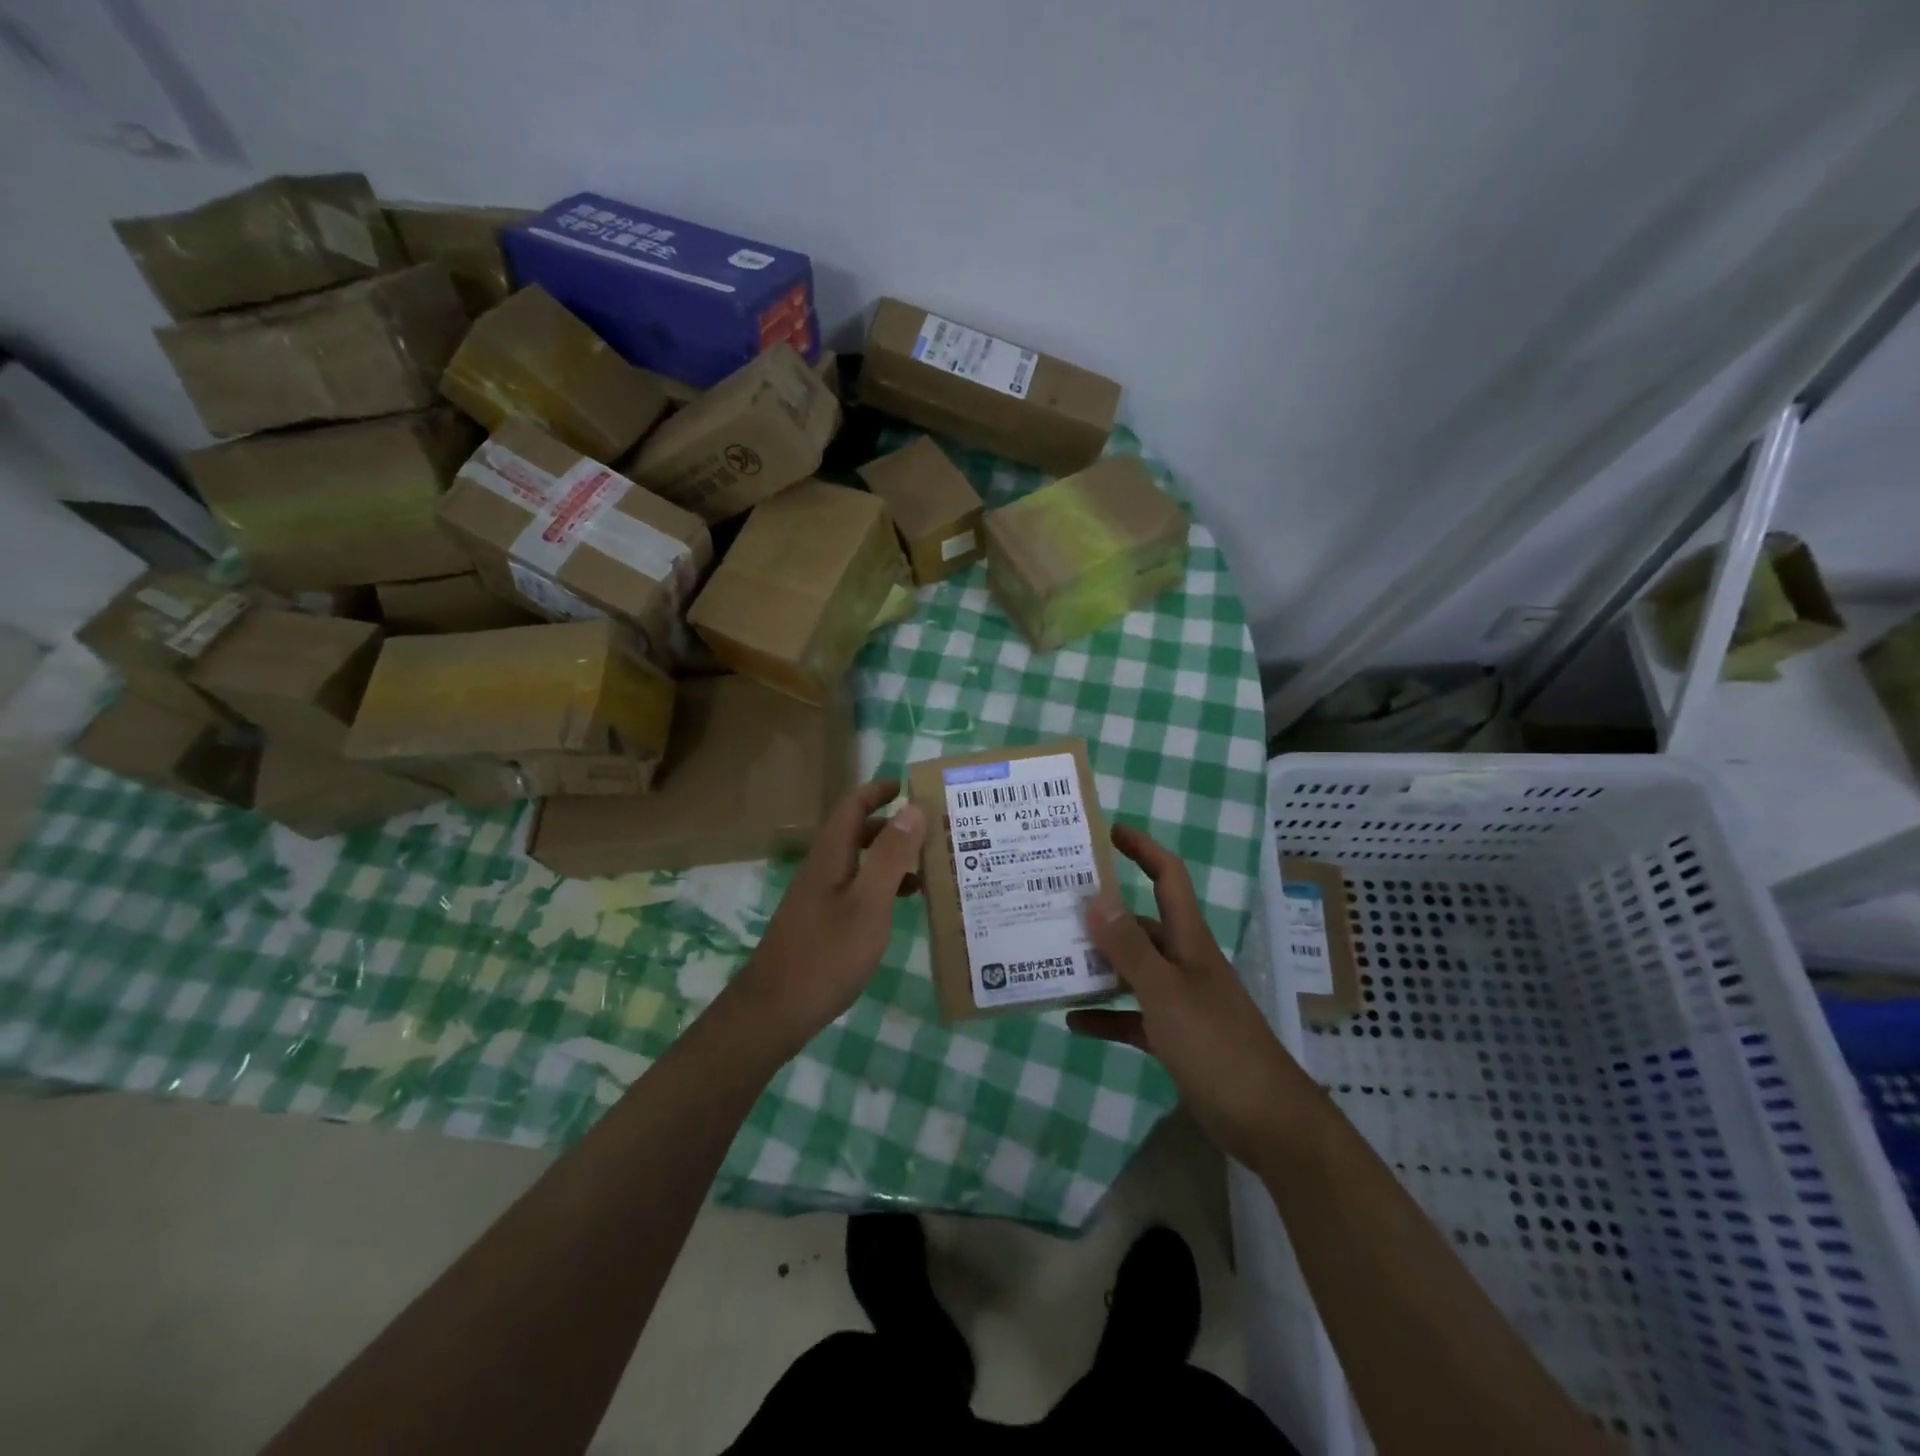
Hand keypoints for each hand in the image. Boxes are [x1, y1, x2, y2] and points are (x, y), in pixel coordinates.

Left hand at [726, 779, 925, 1052]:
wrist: (775, 1011)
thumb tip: (912, 808)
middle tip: (933, 832)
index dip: (879, 790)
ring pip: (858, 863)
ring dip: (890, 858)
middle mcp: (822, 870)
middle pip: (856, 832)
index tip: (911, 786)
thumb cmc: (827, 954)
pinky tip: (901, 907)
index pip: (852, 805)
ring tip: (929, 870)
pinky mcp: (820, 923)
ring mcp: (818, 898)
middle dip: (893, 825)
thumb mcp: (868, 903)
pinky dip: (881, 887)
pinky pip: (855, 889)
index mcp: (831, 856)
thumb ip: (890, 856)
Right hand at [1068, 823, 1313, 1171]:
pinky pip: (1132, 1016)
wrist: (1267, 1122)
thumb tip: (1094, 897)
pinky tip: (1073, 1021)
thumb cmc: (1217, 1046)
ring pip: (1132, 970)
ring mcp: (1180, 1000)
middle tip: (1056, 904)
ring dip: (1097, 965)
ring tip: (1053, 957)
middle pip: (1140, 924)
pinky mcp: (1174, 1037)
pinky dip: (1105, 1015)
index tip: (1107, 831)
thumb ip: (1129, 948)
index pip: (1167, 877)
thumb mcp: (1167, 993)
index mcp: (1189, 940)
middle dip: (1102, 912)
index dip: (1142, 849)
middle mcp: (1183, 962)